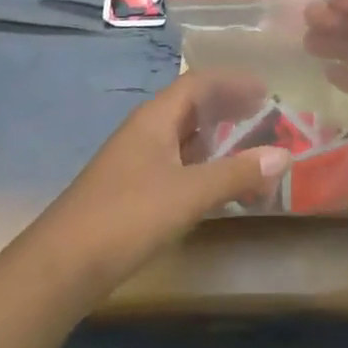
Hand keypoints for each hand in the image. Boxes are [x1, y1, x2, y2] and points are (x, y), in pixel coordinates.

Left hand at [36, 73, 291, 290]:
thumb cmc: (128, 216)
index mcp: (155, 119)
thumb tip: (284, 155)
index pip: (198, 83)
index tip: (266, 89)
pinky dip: (204, 169)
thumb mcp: (189, 193)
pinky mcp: (133, 191)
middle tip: (265, 117)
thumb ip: (237, 173)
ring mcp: (137, 162)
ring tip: (251, 153)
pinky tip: (220, 188)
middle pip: (192, 107)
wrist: (62, 266)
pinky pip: (177, 166)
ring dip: (218, 142)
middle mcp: (146, 132)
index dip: (232, 82)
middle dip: (228, 109)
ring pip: (185, 139)